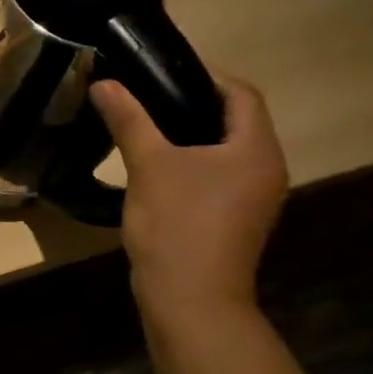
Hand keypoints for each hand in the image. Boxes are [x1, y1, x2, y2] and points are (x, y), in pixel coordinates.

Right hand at [90, 77, 287, 313]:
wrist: (190, 299)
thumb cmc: (177, 224)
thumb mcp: (148, 164)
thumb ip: (129, 119)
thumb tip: (105, 83)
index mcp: (256, 149)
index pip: (241, 94)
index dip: (204, 77)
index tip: (160, 74)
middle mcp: (267, 169)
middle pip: (236, 121)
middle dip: (192, 105)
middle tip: (146, 98)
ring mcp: (254, 199)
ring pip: (226, 151)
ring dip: (191, 136)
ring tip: (145, 128)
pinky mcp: (236, 220)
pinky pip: (219, 177)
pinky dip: (193, 164)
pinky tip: (156, 168)